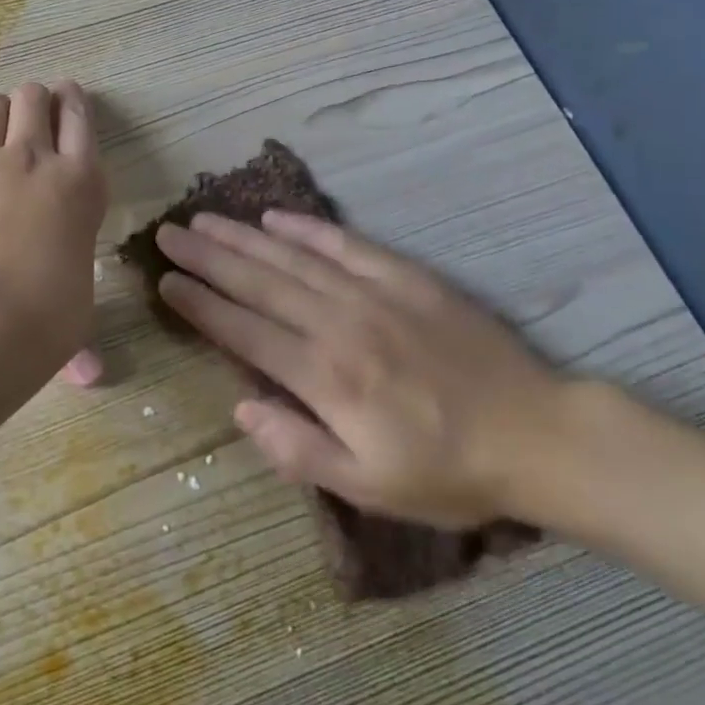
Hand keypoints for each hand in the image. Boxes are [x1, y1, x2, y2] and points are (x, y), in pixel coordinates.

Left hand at [0, 81, 108, 382]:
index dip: (75, 101)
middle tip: (32, 107)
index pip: (81, 120)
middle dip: (34, 98)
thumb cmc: (43, 319)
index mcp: (78, 184)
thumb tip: (89, 377)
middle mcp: (31, 160)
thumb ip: (78, 331)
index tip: (70, 94)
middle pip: (32, 99)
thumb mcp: (75, 314)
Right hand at [155, 211, 567, 527]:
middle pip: (258, 282)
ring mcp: (373, 294)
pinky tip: (276, 215)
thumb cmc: (448, 472)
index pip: (244, 330)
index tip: (165, 281)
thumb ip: (298, 449)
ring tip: (205, 219)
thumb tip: (241, 408)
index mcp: (325, 378)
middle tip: (168, 235)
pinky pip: (345, 244)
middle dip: (207, 257)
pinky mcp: (406, 277)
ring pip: (292, 257)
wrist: (539, 437)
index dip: (200, 304)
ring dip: (243, 237)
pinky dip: (307, 227)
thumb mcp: (370, 488)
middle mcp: (339, 325)